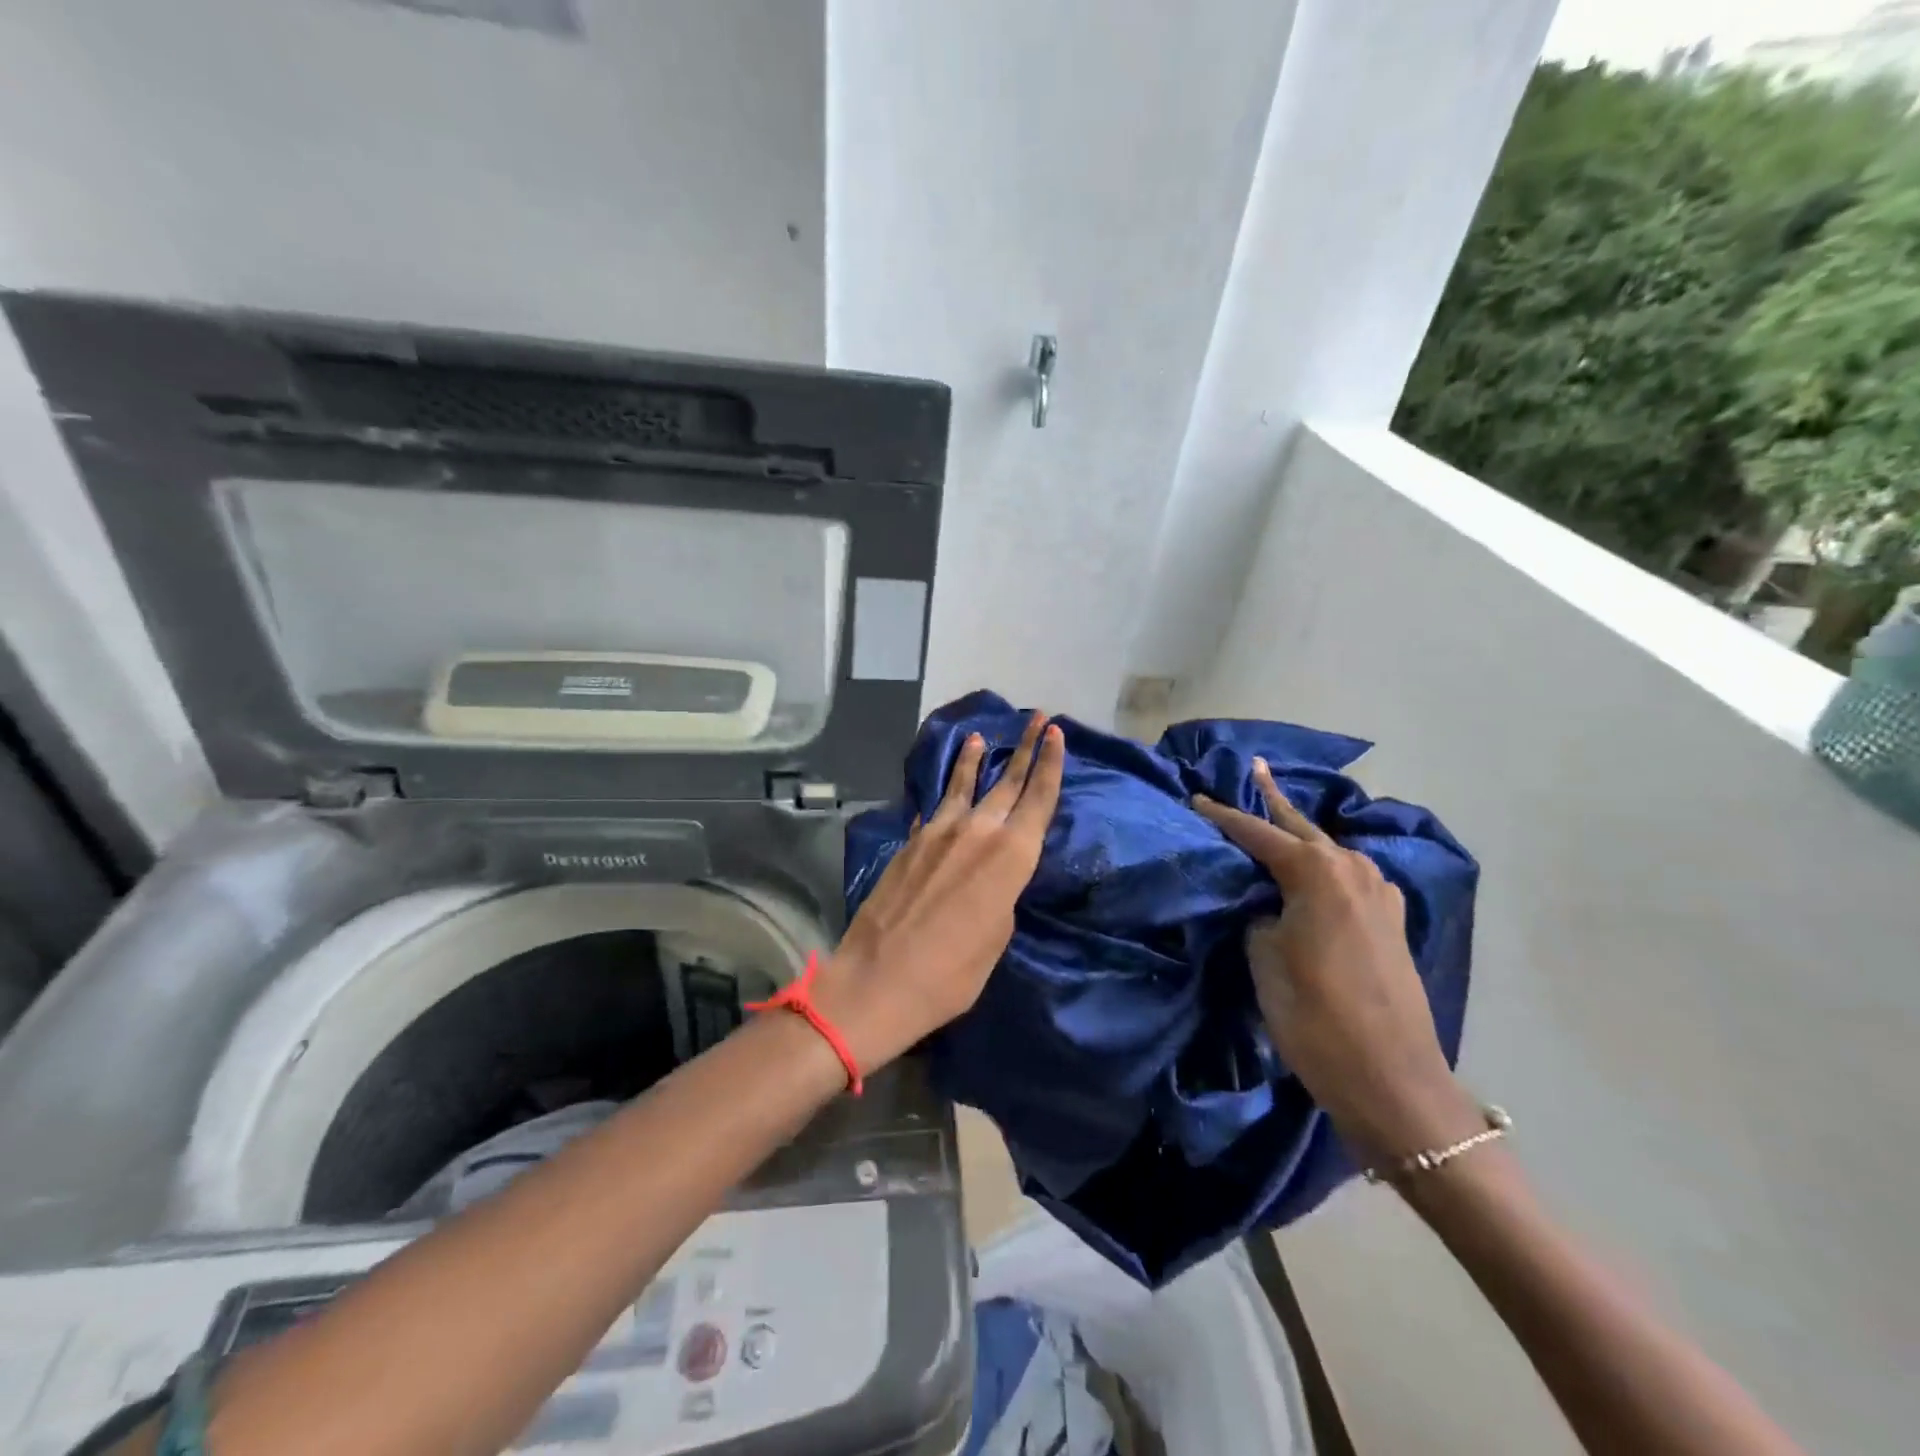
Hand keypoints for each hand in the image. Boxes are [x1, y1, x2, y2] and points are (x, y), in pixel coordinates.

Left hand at [814, 711, 1065, 1072]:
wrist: (879, 979)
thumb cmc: (952, 973)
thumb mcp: (997, 937)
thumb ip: (1002, 893)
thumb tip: (991, 874)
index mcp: (1010, 856)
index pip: (1038, 798)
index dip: (1049, 763)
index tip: (1056, 732)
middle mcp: (977, 832)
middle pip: (1006, 781)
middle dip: (1024, 748)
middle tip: (1036, 717)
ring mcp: (938, 833)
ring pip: (962, 785)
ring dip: (973, 760)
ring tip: (979, 736)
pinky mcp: (909, 843)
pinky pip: (934, 809)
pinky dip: (943, 796)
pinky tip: (942, 792)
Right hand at [1194, 758, 1479, 1163]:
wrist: (1393, 1081)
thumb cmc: (1316, 1017)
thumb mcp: (1264, 959)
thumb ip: (1259, 916)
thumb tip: (1266, 905)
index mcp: (1317, 872)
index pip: (1257, 833)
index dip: (1223, 817)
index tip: (1195, 799)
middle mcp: (1353, 870)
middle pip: (1302, 827)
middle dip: (1274, 800)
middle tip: (1256, 769)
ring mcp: (1380, 895)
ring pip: (1329, 851)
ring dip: (1302, 834)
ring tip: (1277, 819)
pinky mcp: (1391, 922)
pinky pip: (1350, 877)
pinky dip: (1326, 865)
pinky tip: (1317, 871)